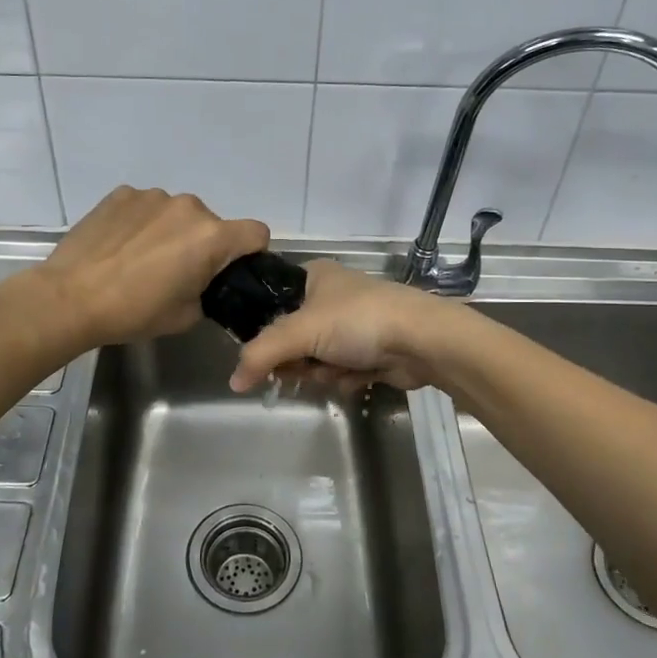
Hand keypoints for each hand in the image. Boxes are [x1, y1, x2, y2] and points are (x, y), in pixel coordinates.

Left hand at [34, 186, 269, 347]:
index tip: (228, 270)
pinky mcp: (121, 193)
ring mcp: (152, 196)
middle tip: (176, 273)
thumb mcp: (186, 315)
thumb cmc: (134, 312)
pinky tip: (120, 245)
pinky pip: (146, 206)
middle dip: (202, 244)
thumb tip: (204, 282)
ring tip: (141, 258)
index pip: (256, 233)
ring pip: (177, 213)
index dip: (249, 252)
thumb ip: (208, 292)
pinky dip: (141, 222)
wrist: (70, 298)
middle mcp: (189, 206)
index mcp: (212, 236)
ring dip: (170, 231)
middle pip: (212, 223)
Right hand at [228, 260, 458, 393]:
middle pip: (291, 337)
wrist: (423, 341)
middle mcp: (330, 297)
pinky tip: (358, 377)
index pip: (270, 302)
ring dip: (321, 371)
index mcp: (313, 276)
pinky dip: (344, 378)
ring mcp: (351, 325)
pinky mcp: (369, 351)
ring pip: (314, 358)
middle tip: (303, 366)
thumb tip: (233, 381)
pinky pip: (339, 370)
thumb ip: (262, 354)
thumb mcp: (302, 331)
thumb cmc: (359, 321)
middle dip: (298, 359)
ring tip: (338, 369)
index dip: (263, 330)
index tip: (262, 353)